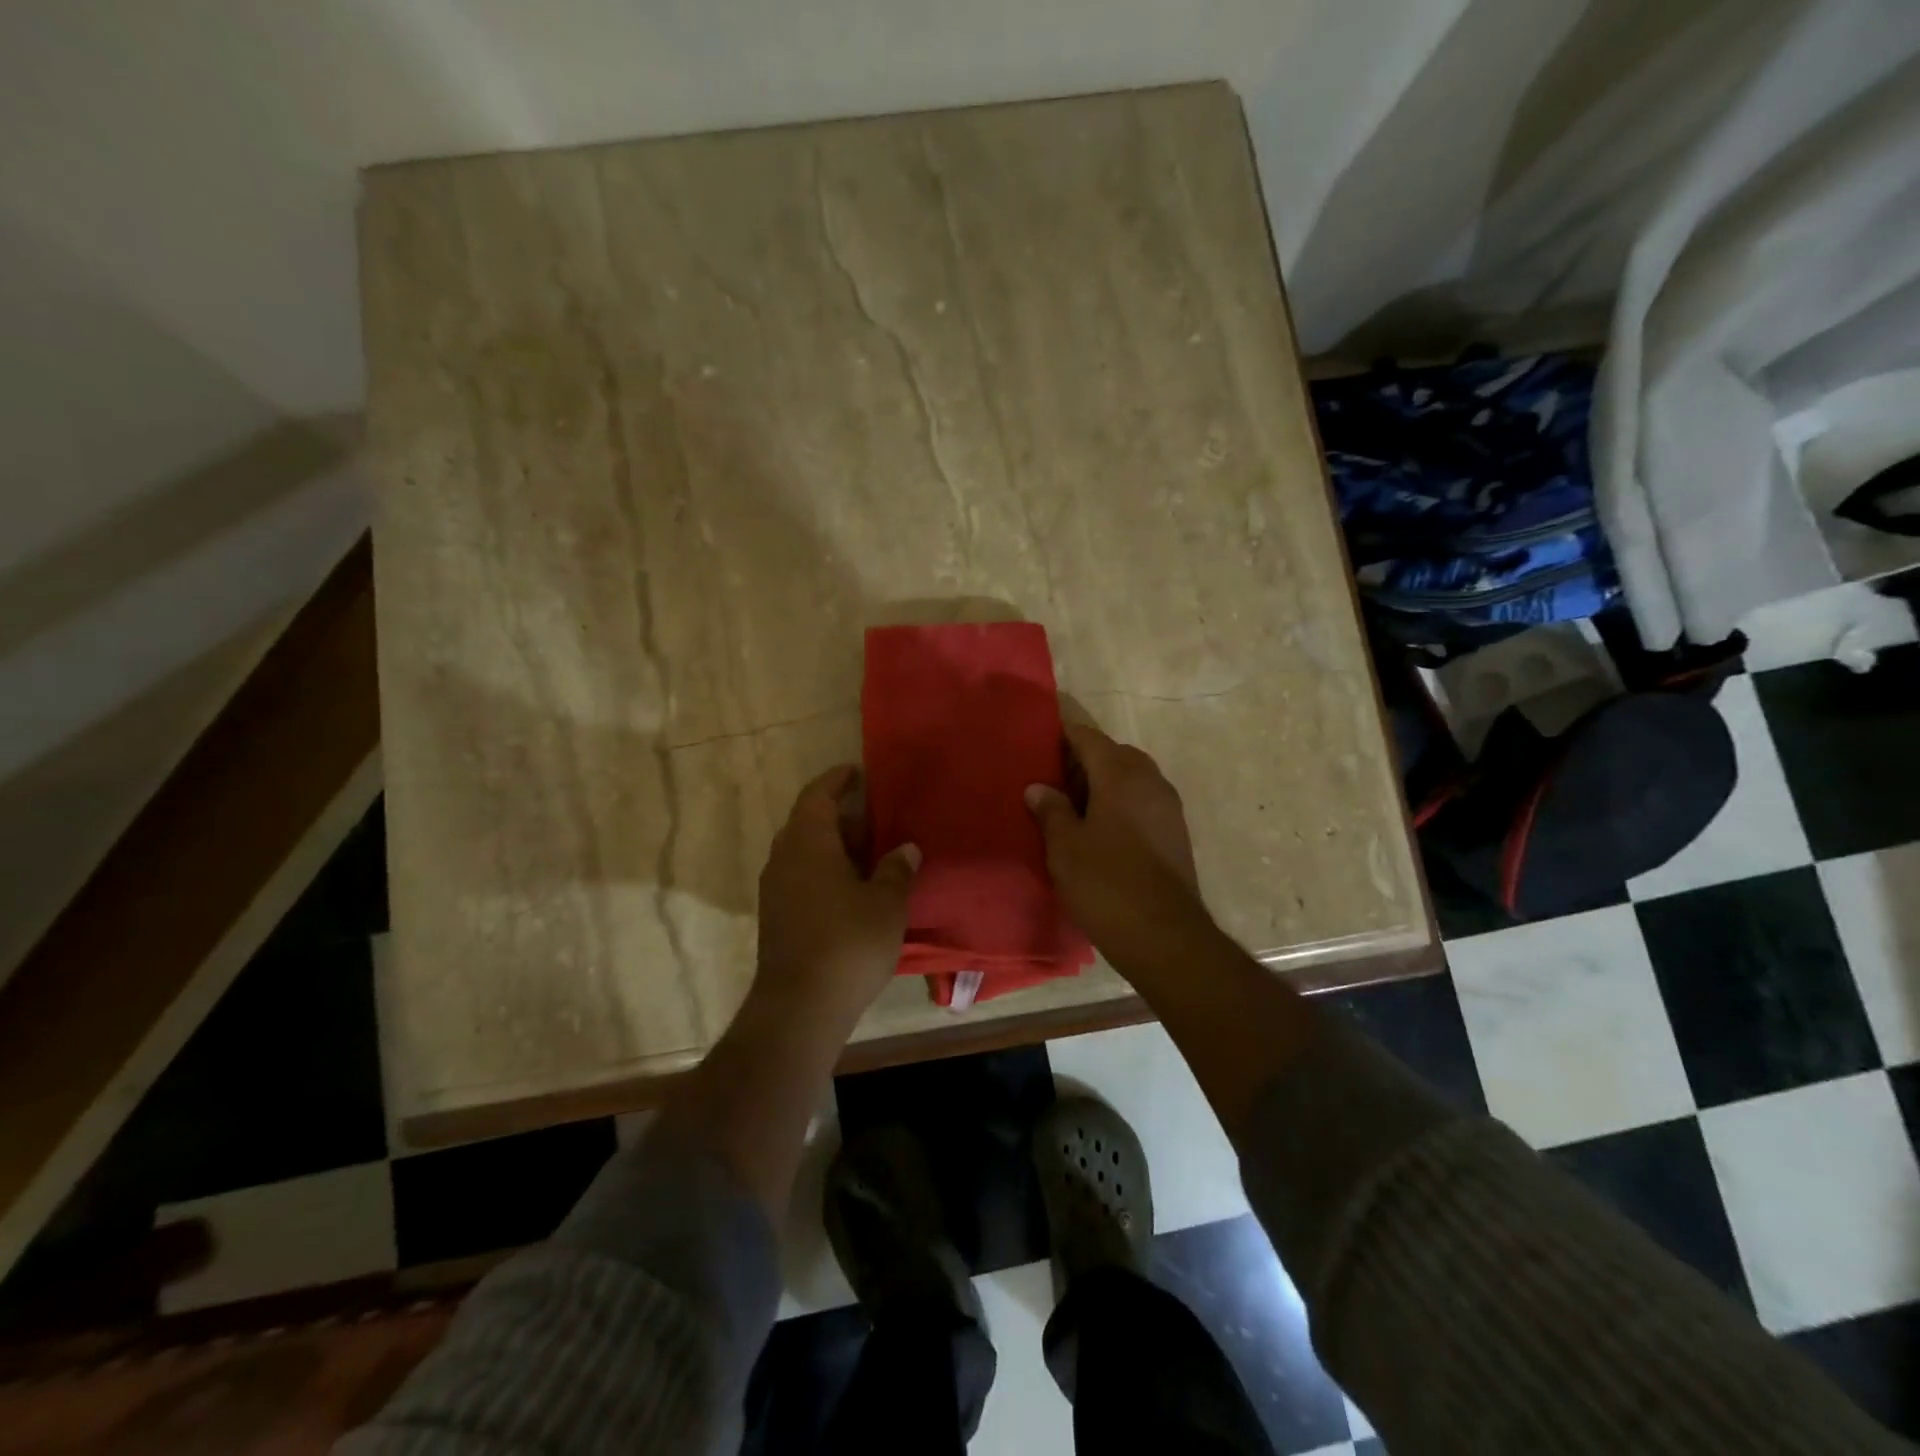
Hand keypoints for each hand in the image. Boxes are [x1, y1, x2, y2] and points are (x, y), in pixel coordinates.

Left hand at [754, 765, 919, 1029]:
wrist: (800, 1007)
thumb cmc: (848, 943)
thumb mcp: (885, 904)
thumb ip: (896, 870)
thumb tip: (906, 848)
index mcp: (808, 844)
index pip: (817, 796)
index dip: (836, 780)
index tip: (856, 772)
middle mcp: (784, 859)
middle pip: (807, 823)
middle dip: (839, 816)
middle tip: (873, 818)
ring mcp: (775, 890)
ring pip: (803, 852)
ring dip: (832, 846)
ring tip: (868, 853)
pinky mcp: (776, 917)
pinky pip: (800, 877)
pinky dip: (824, 871)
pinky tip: (851, 889)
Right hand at [1026, 723, 1217, 977]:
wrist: (1164, 935)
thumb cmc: (1106, 884)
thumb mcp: (1065, 847)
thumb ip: (1051, 810)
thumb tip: (1038, 787)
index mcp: (1121, 776)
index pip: (1089, 738)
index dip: (1065, 736)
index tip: (1041, 742)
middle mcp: (1150, 781)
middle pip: (1115, 755)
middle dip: (1086, 761)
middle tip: (1055, 781)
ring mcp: (1169, 807)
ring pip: (1132, 779)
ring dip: (1105, 783)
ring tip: (1075, 807)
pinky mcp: (1176, 833)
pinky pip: (1144, 802)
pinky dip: (1122, 803)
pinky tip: (1102, 830)